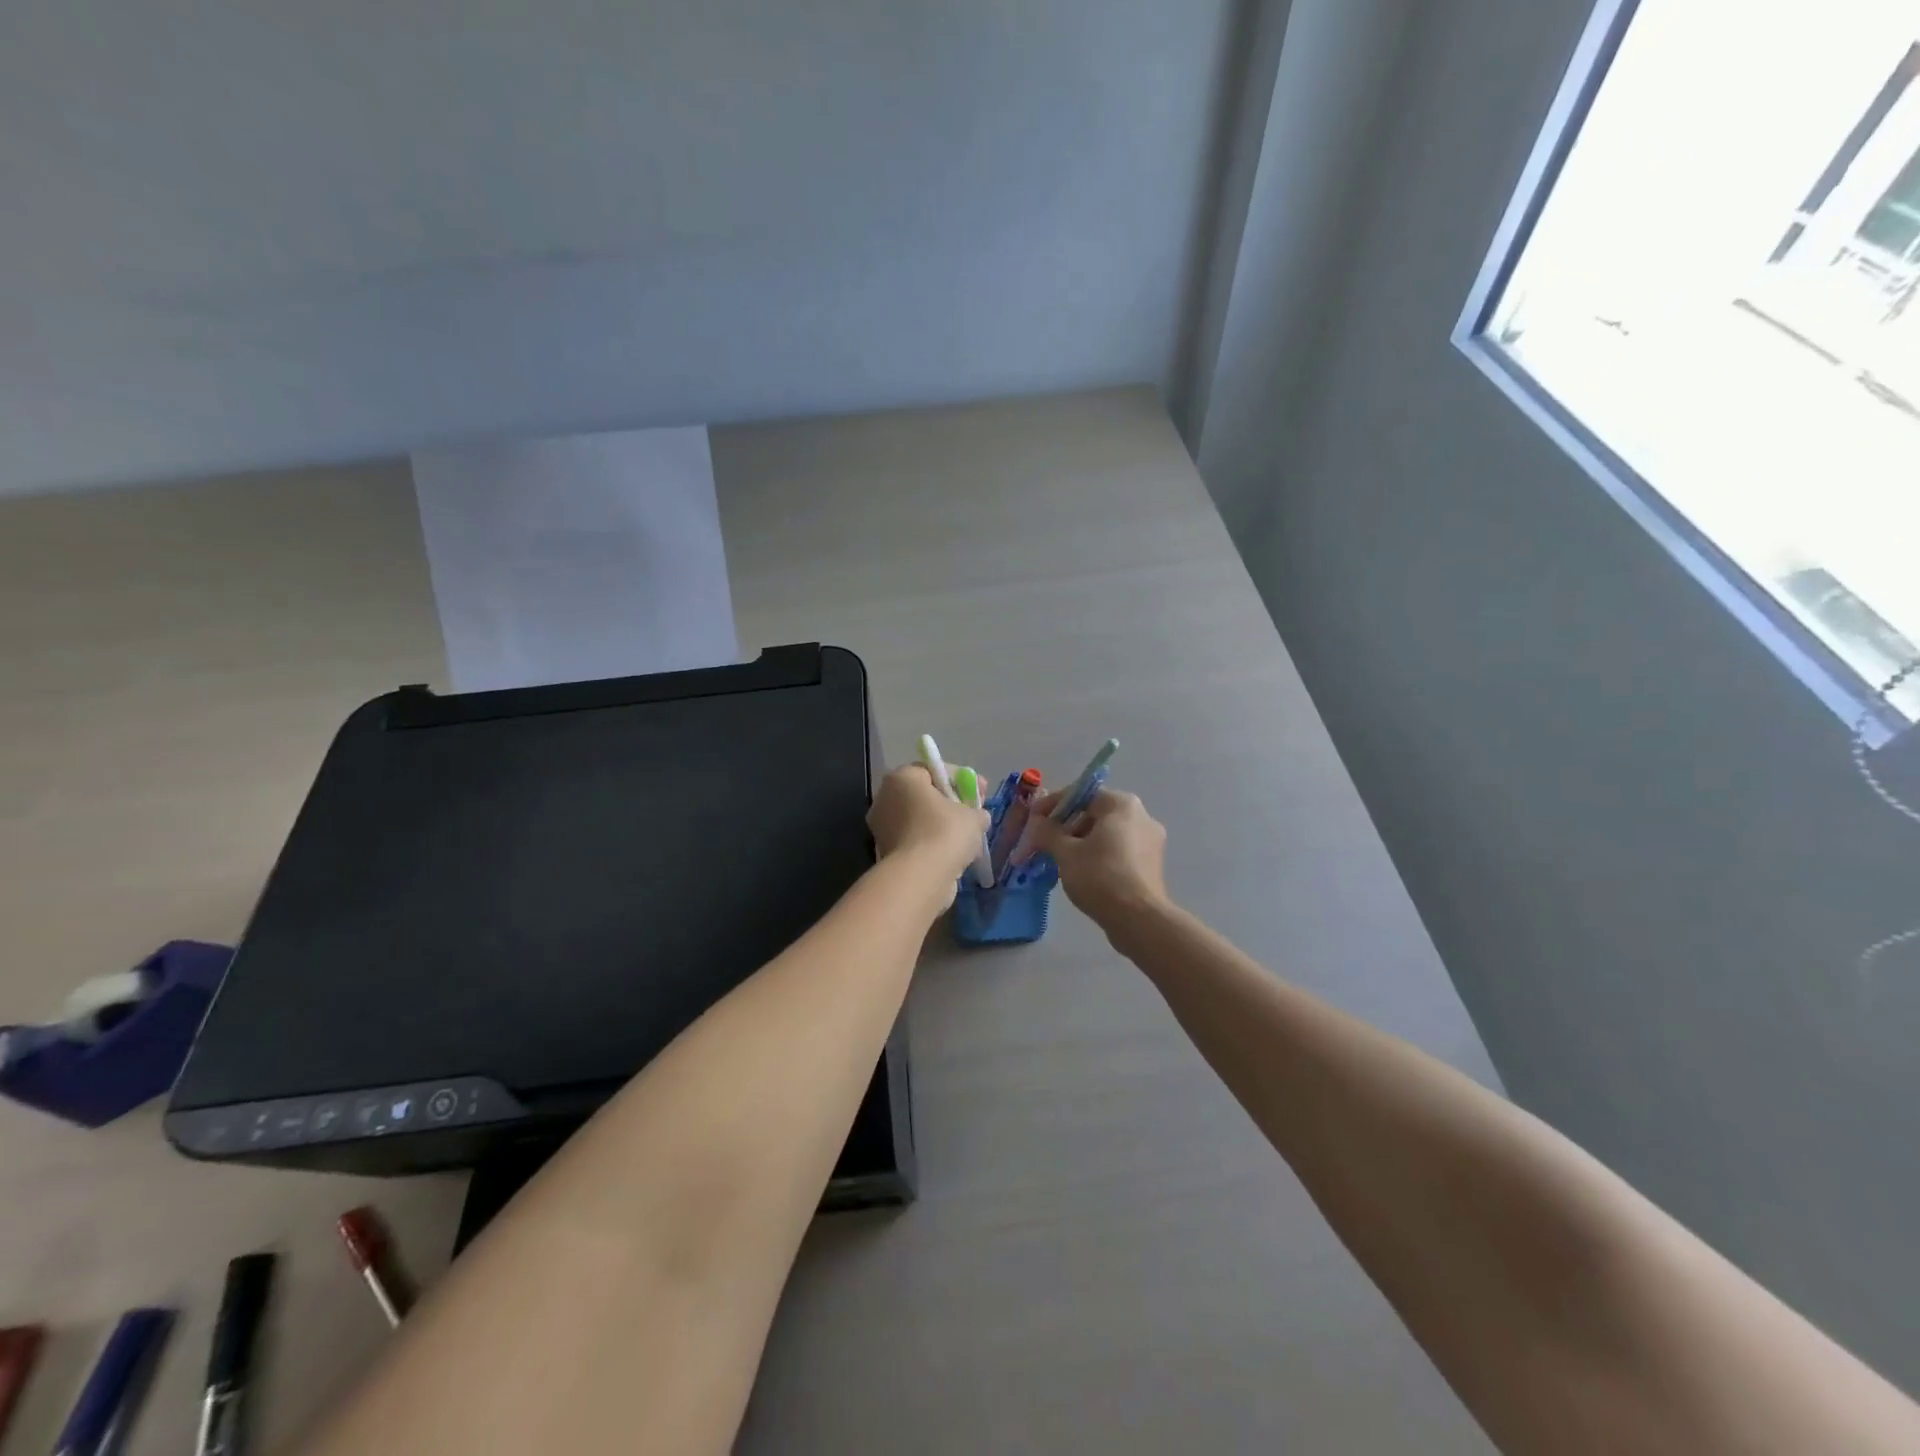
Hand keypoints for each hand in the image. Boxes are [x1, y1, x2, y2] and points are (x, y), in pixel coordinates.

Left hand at [868, 765, 989, 895]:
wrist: (920, 877)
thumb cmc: (945, 832)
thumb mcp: (973, 816)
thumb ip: (977, 810)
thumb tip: (978, 816)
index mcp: (902, 778)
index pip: (934, 769)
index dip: (961, 779)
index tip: (981, 791)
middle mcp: (885, 798)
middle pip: (925, 795)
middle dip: (951, 803)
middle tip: (974, 813)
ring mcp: (882, 827)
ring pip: (919, 820)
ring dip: (941, 826)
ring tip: (967, 838)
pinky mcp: (885, 852)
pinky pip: (916, 841)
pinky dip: (932, 845)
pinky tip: (953, 854)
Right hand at [1024, 789, 1170, 927]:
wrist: (1139, 920)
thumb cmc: (1100, 877)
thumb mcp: (1066, 853)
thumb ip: (1048, 833)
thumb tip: (1037, 824)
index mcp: (1122, 805)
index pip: (1081, 794)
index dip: (1053, 804)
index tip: (1034, 819)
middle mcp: (1142, 816)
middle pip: (1095, 813)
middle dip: (1067, 825)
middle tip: (1046, 841)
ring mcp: (1151, 841)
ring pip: (1107, 834)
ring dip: (1082, 842)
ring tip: (1061, 860)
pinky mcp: (1152, 865)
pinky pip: (1119, 850)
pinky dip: (1099, 855)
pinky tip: (1083, 873)